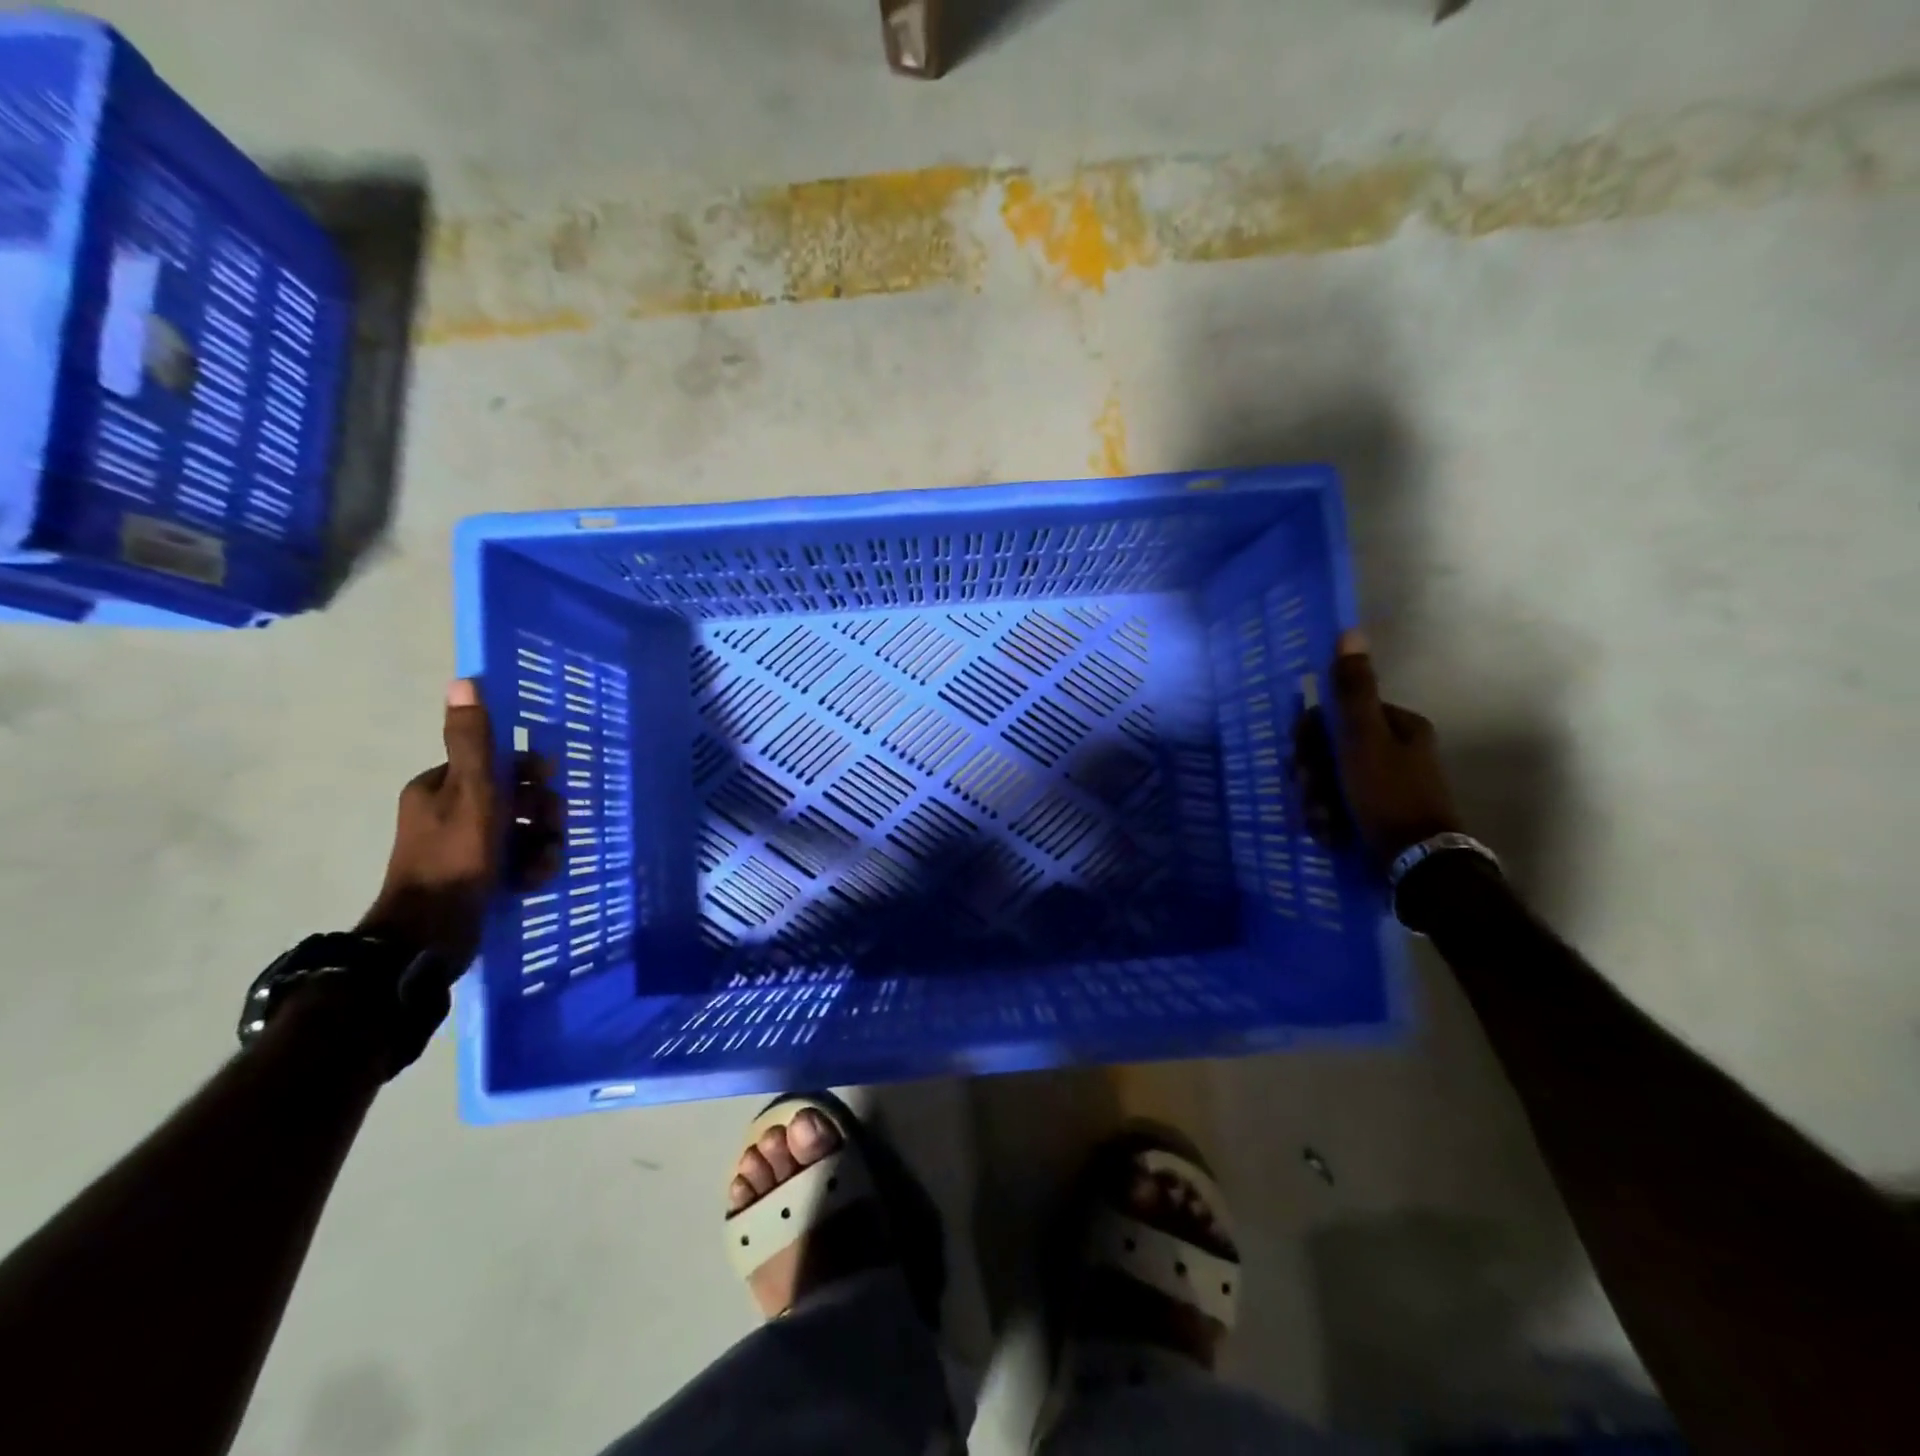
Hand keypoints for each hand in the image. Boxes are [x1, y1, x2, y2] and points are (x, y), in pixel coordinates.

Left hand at [358, 680, 560, 967]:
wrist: (430, 935)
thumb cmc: (455, 857)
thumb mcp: (472, 792)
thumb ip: (473, 741)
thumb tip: (464, 680)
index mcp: (440, 788)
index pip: (495, 764)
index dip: (528, 773)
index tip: (548, 784)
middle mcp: (448, 813)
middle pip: (513, 798)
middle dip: (539, 812)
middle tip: (550, 829)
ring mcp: (462, 849)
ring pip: (519, 832)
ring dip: (540, 844)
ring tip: (542, 863)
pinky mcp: (475, 879)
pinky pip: (515, 861)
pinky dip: (529, 868)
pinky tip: (533, 881)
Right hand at [1300, 630, 1463, 868]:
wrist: (1415, 866)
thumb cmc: (1388, 795)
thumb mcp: (1364, 738)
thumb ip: (1353, 691)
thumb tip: (1350, 632)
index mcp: (1397, 727)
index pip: (1335, 715)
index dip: (1310, 736)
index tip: (1303, 758)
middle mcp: (1393, 751)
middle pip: (1329, 751)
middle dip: (1311, 775)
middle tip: (1310, 793)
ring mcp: (1384, 786)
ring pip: (1328, 782)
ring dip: (1315, 801)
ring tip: (1321, 822)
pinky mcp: (1376, 816)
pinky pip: (1337, 807)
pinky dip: (1327, 819)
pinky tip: (1329, 833)